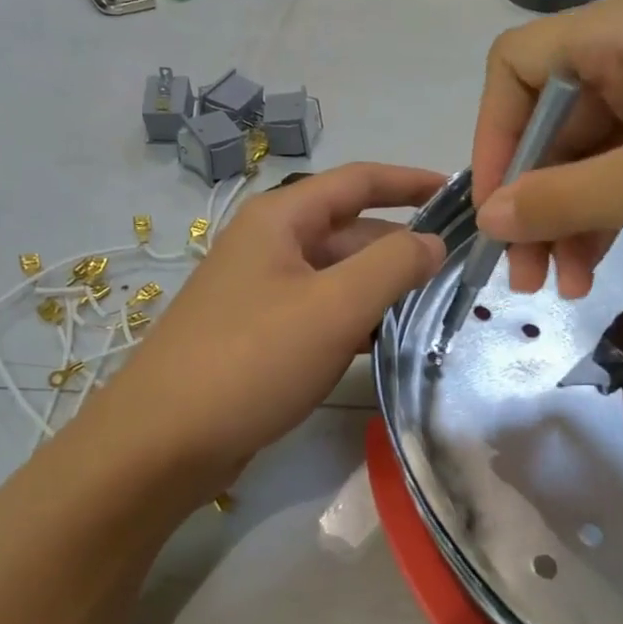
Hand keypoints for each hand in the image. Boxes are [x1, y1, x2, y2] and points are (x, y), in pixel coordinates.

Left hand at [70, 163, 446, 501]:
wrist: (161, 443)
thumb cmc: (251, 360)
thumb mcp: (334, 307)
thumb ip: (393, 266)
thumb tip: (434, 241)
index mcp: (281, 219)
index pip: (359, 180)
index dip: (411, 181)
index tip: (460, 195)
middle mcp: (269, 244)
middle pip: (351, 231)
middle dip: (403, 247)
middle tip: (461, 272)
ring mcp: (262, 291)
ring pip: (338, 275)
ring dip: (383, 287)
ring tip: (437, 308)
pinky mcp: (260, 333)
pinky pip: (321, 311)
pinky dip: (356, 319)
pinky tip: (387, 342)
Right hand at [473, 0, 622, 293]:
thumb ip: (563, 198)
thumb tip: (488, 217)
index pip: (515, 68)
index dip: (491, 139)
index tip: (496, 213)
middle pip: (554, 117)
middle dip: (534, 196)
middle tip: (528, 277)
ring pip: (596, 148)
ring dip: (572, 213)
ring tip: (568, 286)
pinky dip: (617, 209)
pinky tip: (607, 262)